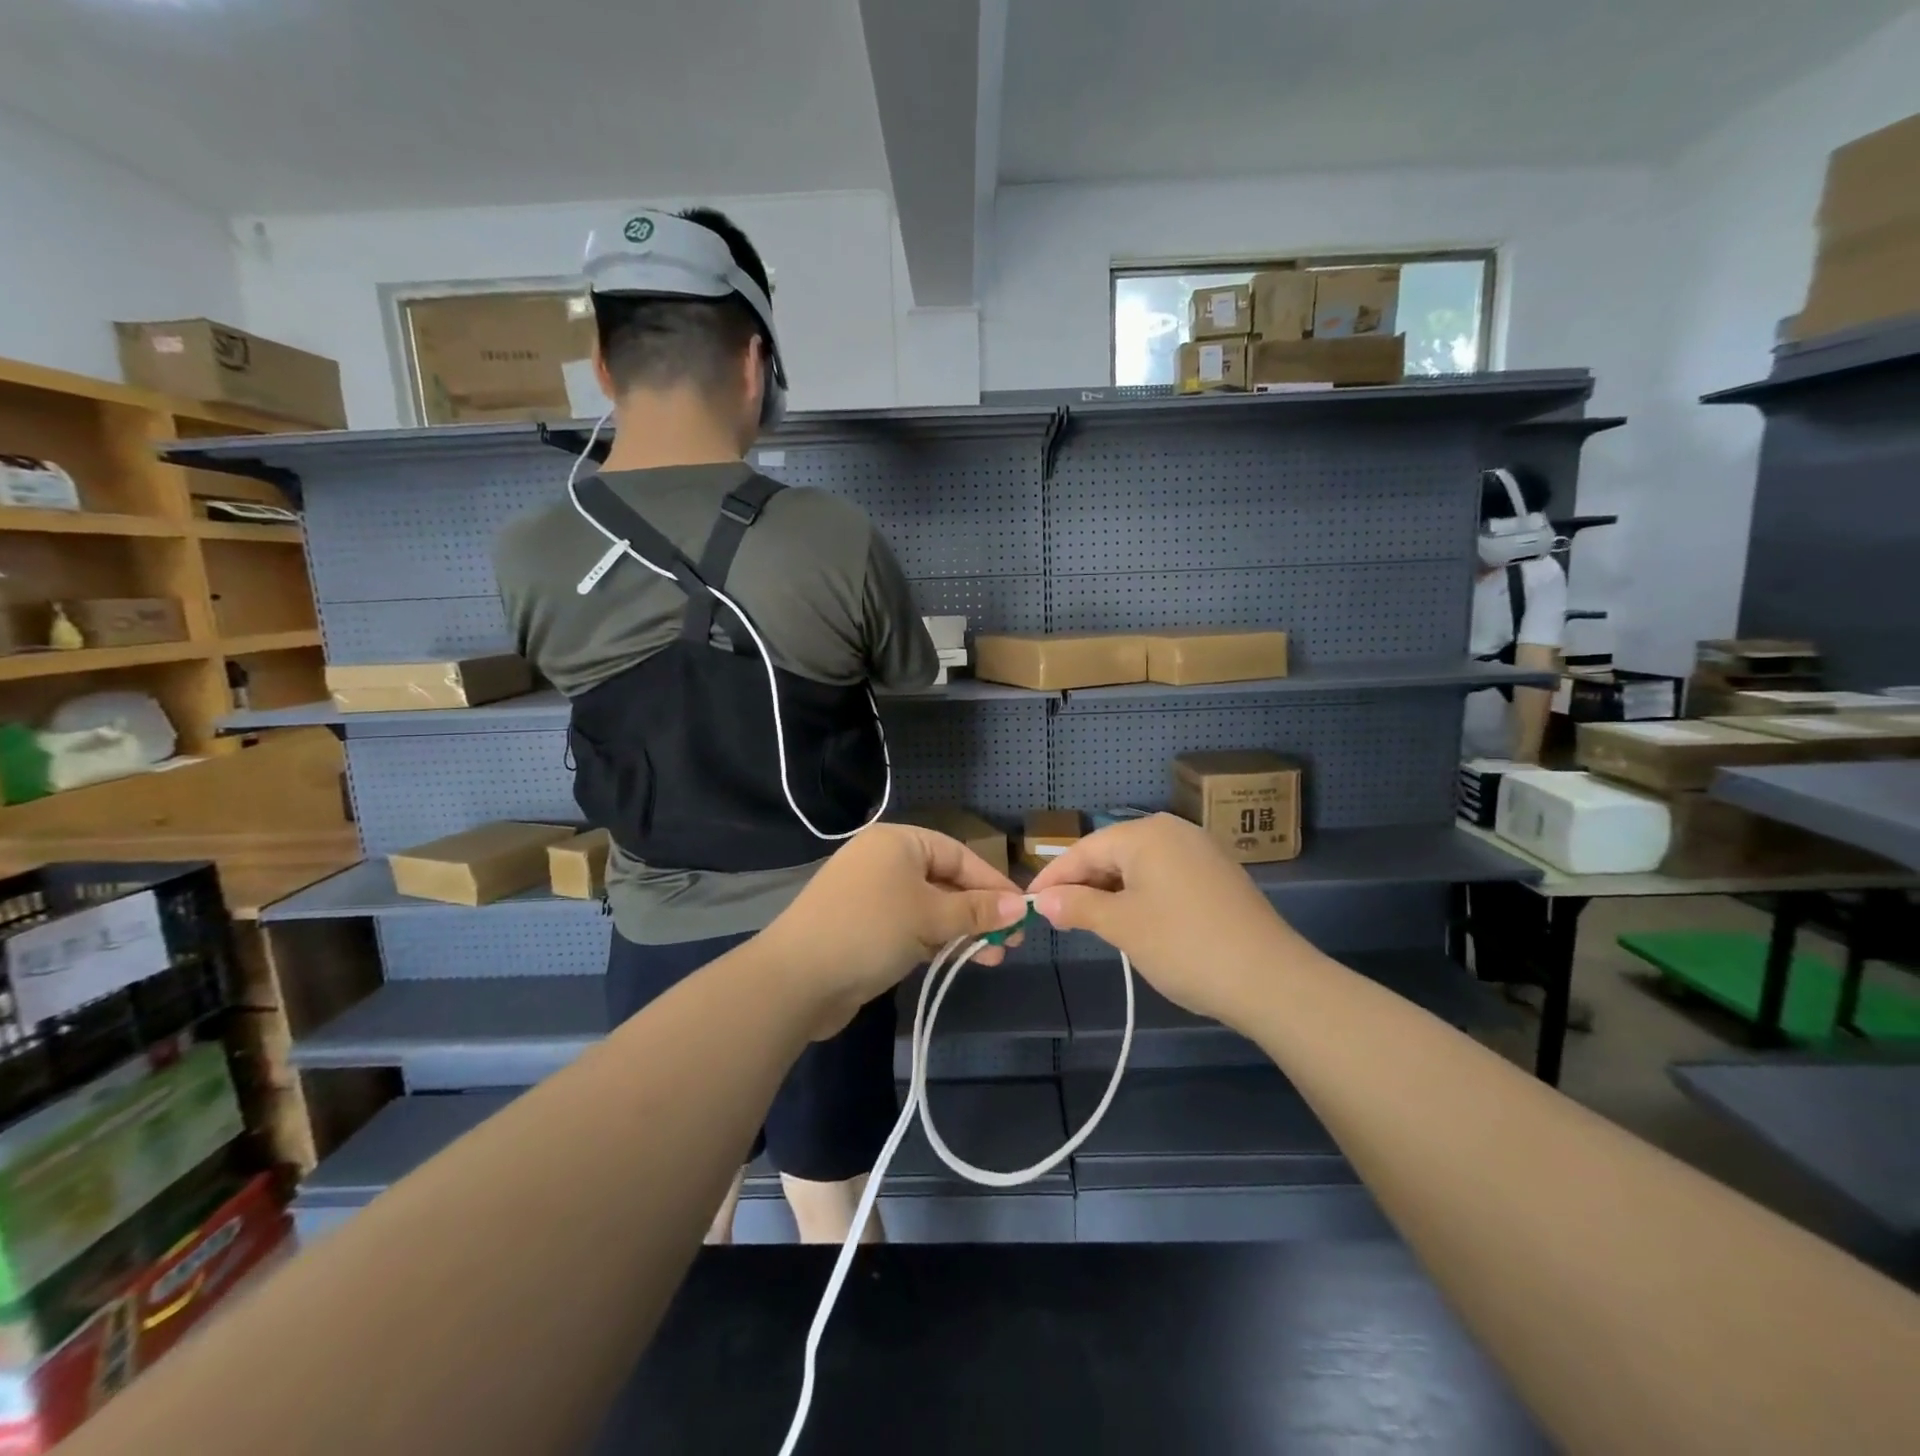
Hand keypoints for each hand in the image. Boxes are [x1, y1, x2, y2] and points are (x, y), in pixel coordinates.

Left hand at [761, 825, 1022, 1037]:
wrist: (796, 979)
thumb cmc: (870, 930)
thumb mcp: (930, 917)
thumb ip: (976, 911)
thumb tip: (1020, 906)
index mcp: (898, 842)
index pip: (958, 855)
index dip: (992, 883)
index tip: (1022, 911)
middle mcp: (884, 862)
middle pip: (945, 881)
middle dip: (979, 911)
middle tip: (1010, 941)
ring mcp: (872, 896)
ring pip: (930, 907)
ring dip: (960, 930)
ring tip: (992, 957)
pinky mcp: (865, 928)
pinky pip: (911, 926)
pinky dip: (935, 940)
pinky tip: (957, 958)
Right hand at [1027, 814, 1297, 1027]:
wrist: (1270, 979)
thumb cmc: (1184, 945)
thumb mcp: (1122, 926)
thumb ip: (1078, 907)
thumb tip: (1044, 900)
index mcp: (1147, 834)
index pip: (1085, 849)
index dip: (1054, 877)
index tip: (1029, 902)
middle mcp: (1174, 831)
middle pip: (1112, 853)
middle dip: (1083, 884)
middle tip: (1057, 917)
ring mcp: (1200, 851)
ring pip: (1139, 866)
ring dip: (1110, 892)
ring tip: (1088, 922)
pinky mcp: (1217, 875)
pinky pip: (1164, 876)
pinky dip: (1140, 895)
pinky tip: (1133, 921)